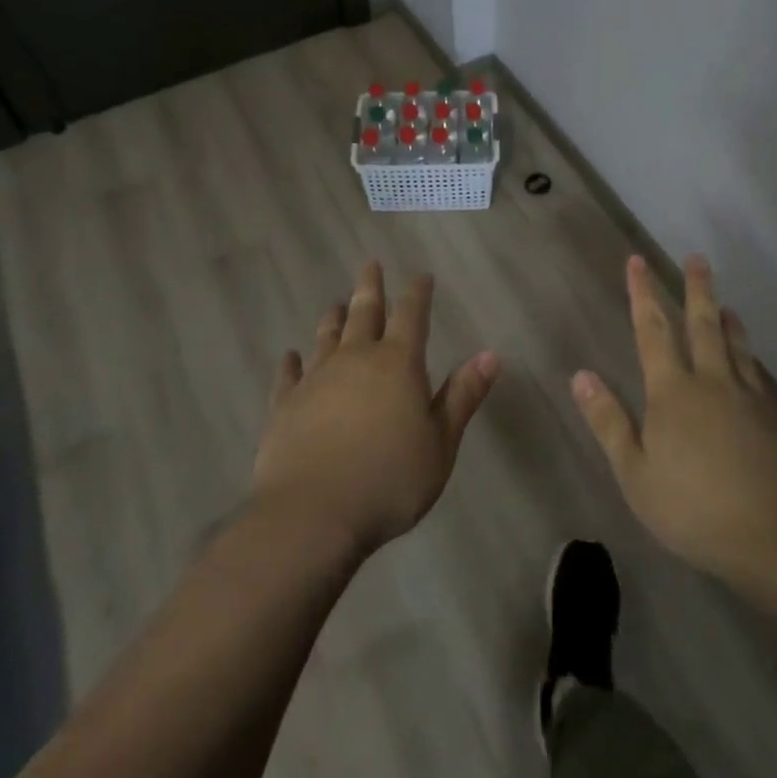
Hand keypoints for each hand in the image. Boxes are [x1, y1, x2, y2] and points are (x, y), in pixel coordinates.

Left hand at [253, 261, 498, 557]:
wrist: (313, 514)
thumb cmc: (390, 480)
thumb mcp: (440, 442)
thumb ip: (462, 396)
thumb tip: (491, 354)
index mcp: (398, 364)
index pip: (412, 315)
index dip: (418, 293)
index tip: (422, 275)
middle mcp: (355, 359)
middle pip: (364, 312)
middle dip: (371, 287)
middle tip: (371, 264)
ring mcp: (316, 379)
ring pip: (327, 337)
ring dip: (334, 317)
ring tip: (336, 302)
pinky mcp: (285, 404)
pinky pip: (288, 375)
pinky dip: (292, 363)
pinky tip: (290, 356)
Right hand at [573, 254, 776, 623]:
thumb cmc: (698, 511)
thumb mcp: (637, 477)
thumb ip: (609, 423)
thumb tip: (581, 374)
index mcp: (673, 392)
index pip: (653, 331)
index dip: (643, 294)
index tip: (637, 262)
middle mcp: (713, 381)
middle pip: (702, 324)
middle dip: (695, 289)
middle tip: (696, 258)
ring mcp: (751, 396)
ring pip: (736, 344)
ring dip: (726, 318)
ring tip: (723, 303)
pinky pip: (758, 371)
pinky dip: (749, 353)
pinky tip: (751, 361)